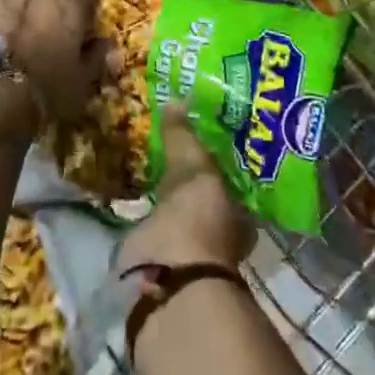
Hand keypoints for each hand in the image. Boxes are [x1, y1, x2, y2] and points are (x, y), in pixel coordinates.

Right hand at [118, 106, 255, 272]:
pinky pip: (152, 225)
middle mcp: (219, 235)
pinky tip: (134, 193)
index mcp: (240, 215)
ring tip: (148, 165)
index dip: (215, 161)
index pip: (230, 180)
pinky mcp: (157, 260)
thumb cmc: (197, 217)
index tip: (198, 138)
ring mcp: (188, 250)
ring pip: (178, 213)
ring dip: (166, 196)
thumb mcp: (193, 166)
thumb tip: (177, 100)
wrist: (165, 274)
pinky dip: (144, 212)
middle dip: (188, 179)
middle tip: (169, 147)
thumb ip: (183, 136)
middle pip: (203, 197)